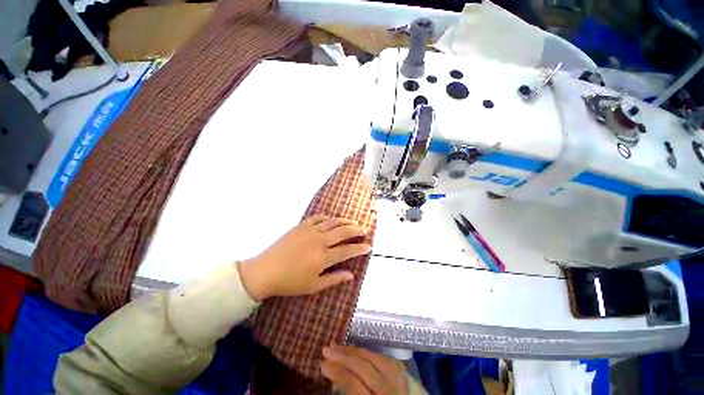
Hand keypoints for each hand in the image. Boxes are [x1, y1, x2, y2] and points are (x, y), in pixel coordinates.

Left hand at [238, 215, 370, 300]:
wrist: (265, 271)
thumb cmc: (290, 282)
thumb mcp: (314, 286)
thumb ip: (334, 279)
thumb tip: (352, 275)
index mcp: (323, 257)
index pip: (347, 250)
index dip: (359, 248)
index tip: (368, 246)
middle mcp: (320, 240)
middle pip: (343, 232)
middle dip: (356, 230)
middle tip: (365, 230)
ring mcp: (310, 231)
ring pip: (332, 222)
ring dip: (345, 222)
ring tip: (354, 222)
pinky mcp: (301, 226)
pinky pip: (317, 218)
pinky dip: (327, 217)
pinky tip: (332, 219)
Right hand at [321, 345, 408, 394]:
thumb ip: (352, 393)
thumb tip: (336, 378)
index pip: (353, 384)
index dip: (336, 372)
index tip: (322, 363)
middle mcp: (390, 389)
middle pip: (364, 367)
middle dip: (343, 356)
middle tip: (327, 349)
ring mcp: (400, 379)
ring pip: (374, 358)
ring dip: (355, 350)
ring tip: (340, 346)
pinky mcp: (405, 373)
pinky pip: (384, 358)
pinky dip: (370, 353)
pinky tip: (360, 350)